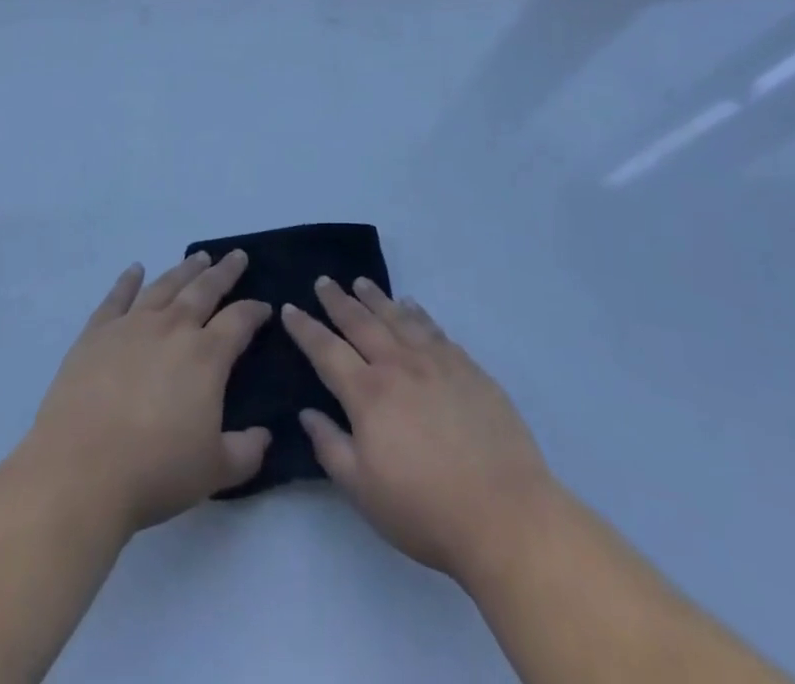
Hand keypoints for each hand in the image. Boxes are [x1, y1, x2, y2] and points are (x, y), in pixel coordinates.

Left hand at [17, 251, 272, 534]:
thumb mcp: (214, 471)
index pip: (239, 321)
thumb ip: (246, 452)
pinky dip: (127, 281)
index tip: (264, 306)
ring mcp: (132, 326)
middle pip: (204, 290)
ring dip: (184, 270)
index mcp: (207, 356)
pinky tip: (135, 269)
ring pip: (165, 286)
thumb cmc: (154, 472)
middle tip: (236, 256)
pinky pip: (116, 298)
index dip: (254, 311)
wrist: (80, 473)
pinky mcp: (96, 334)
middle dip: (224, 272)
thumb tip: (265, 436)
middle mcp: (173, 328)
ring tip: (198, 257)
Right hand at [283, 278, 557, 581]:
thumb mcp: (363, 491)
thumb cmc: (425, 509)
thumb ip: (330, 447)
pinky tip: (411, 305)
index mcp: (368, 394)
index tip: (289, 307)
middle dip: (338, 301)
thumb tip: (307, 412)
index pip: (327, 351)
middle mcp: (398, 365)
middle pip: (361, 323)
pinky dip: (417, 312)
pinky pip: (433, 328)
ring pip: (398, 318)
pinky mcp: (467, 367)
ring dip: (376, 298)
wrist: (504, 512)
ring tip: (361, 282)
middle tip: (323, 281)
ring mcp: (436, 362)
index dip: (305, 328)